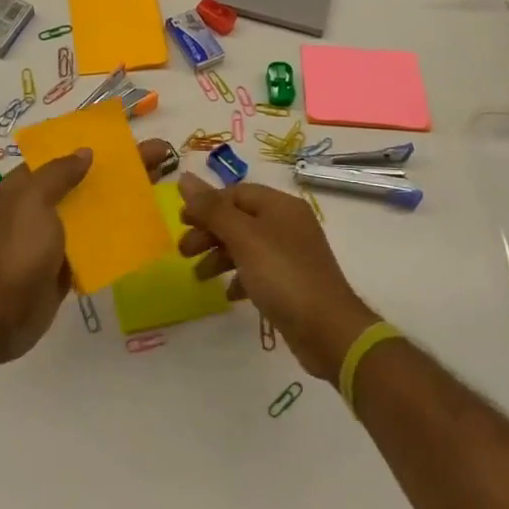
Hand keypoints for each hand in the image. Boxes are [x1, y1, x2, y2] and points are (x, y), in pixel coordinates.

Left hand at [0, 139, 179, 365]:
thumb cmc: (15, 251)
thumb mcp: (32, 201)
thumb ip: (58, 174)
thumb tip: (85, 151)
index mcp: (22, 187)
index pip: (60, 156)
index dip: (92, 146)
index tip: (125, 140)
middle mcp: (35, 209)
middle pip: (81, 182)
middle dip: (116, 171)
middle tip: (159, 159)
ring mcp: (50, 239)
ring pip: (90, 213)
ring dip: (119, 202)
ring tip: (156, 190)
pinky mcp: (62, 267)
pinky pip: (92, 245)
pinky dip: (113, 236)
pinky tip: (142, 228)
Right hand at [178, 174, 380, 379]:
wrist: (328, 330)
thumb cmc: (282, 275)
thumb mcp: (243, 238)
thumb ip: (212, 209)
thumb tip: (184, 177)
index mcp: (280, 206)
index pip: (235, 193)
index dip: (207, 204)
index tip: (181, 222)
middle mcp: (288, 224)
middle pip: (238, 218)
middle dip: (209, 232)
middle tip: (183, 251)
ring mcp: (291, 254)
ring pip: (246, 245)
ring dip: (219, 256)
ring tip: (199, 276)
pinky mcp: (291, 282)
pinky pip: (258, 270)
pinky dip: (240, 277)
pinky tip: (230, 293)